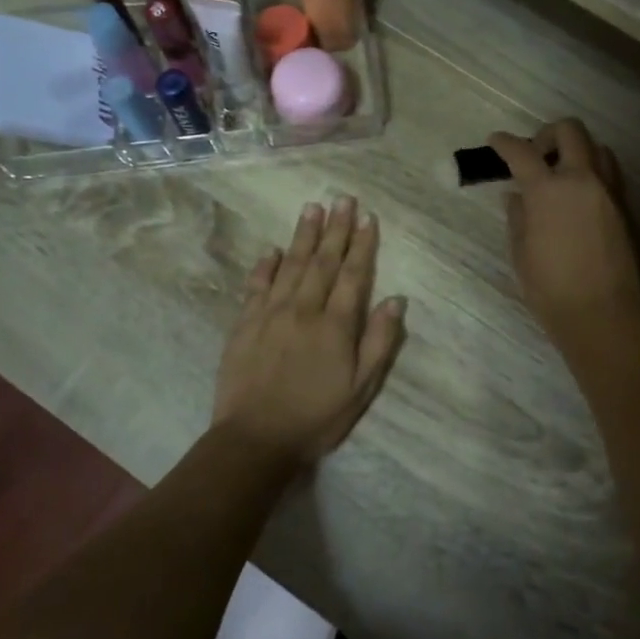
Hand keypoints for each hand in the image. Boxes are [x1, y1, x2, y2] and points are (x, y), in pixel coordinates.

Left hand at [213, 197, 406, 470]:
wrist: (255, 439)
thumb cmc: (316, 417)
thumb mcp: (361, 388)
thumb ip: (379, 341)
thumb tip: (395, 299)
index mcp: (335, 325)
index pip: (353, 275)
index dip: (362, 245)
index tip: (368, 217)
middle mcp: (304, 309)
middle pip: (323, 261)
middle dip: (335, 229)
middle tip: (342, 199)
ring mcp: (270, 314)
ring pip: (290, 265)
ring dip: (303, 236)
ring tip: (312, 208)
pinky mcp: (244, 325)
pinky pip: (256, 286)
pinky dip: (265, 266)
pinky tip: (272, 249)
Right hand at [488, 120, 639, 351]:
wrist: (601, 313)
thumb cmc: (550, 288)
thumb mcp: (521, 252)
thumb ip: (518, 216)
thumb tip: (516, 195)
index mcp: (548, 190)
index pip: (522, 152)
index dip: (504, 143)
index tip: (495, 142)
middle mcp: (582, 179)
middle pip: (570, 130)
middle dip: (547, 134)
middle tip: (535, 155)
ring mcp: (609, 191)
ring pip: (597, 147)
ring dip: (576, 150)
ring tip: (561, 174)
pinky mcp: (625, 207)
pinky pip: (610, 172)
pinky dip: (593, 171)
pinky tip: (579, 196)